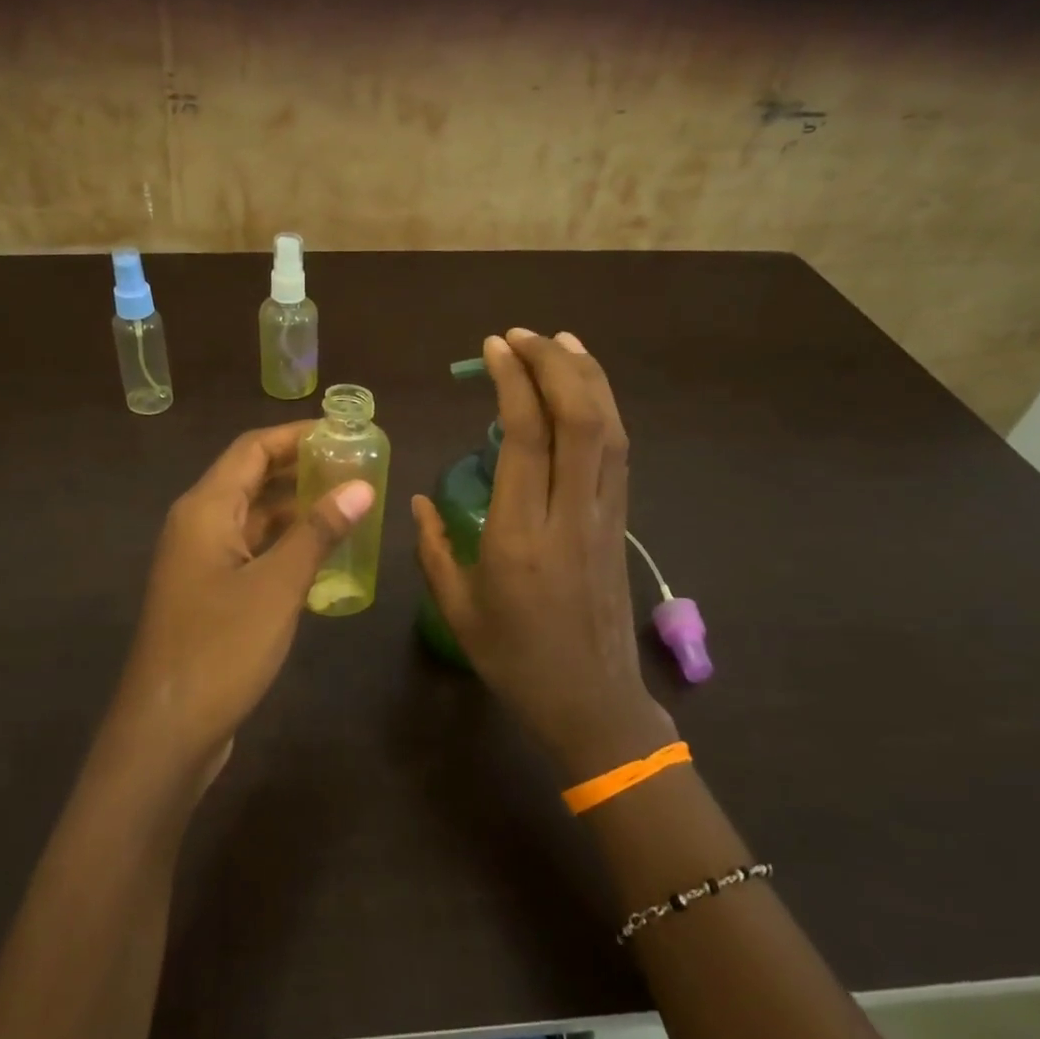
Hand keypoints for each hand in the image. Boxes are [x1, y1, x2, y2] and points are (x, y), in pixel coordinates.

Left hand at [105, 422, 373, 785]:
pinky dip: (284, 546)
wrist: (166, 730)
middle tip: (355, 468)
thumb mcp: (277, 586)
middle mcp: (198, 526)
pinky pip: (251, 552)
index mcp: (206, 509)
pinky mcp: (208, 594)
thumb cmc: (220, 648)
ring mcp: (200, 562)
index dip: (297, 435)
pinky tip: (322, 557)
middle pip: (251, 478)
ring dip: (295, 509)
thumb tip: (360, 488)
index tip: (344, 433)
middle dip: (301, 469)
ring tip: (348, 506)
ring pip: (253, 518)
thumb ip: (318, 533)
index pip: (252, 448)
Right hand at [412, 330, 673, 777]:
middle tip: (521, 336)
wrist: (593, 703)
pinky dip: (604, 409)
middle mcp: (571, 515)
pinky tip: (587, 390)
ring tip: (559, 341)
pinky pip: (618, 452)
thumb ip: (434, 547)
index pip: (527, 438)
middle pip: (579, 419)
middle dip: (554, 364)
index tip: (493, 348)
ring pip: (609, 429)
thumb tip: (418, 497)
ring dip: (587, 377)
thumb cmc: (516, 661)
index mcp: (521, 537)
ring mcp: (605, 516)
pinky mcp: (621, 522)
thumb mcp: (458, 609)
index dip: (513, 383)